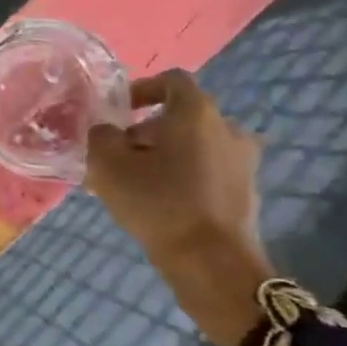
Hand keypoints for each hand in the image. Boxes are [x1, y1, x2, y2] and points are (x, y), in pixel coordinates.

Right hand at [86, 71, 272, 345]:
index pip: (171, 81)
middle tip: (117, 154)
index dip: (141, 89)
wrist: (212, 264)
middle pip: (181, 116)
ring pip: (193, 146)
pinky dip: (182, 177)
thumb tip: (106, 131)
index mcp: (196, 113)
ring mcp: (242, 163)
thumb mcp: (108, 164)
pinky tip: (157, 202)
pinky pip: (207, 172)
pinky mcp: (245, 193)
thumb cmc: (158, 202)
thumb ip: (100, 136)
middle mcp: (226, 129)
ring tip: (133, 181)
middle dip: (146, 130)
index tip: (117, 111)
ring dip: (164, 155)